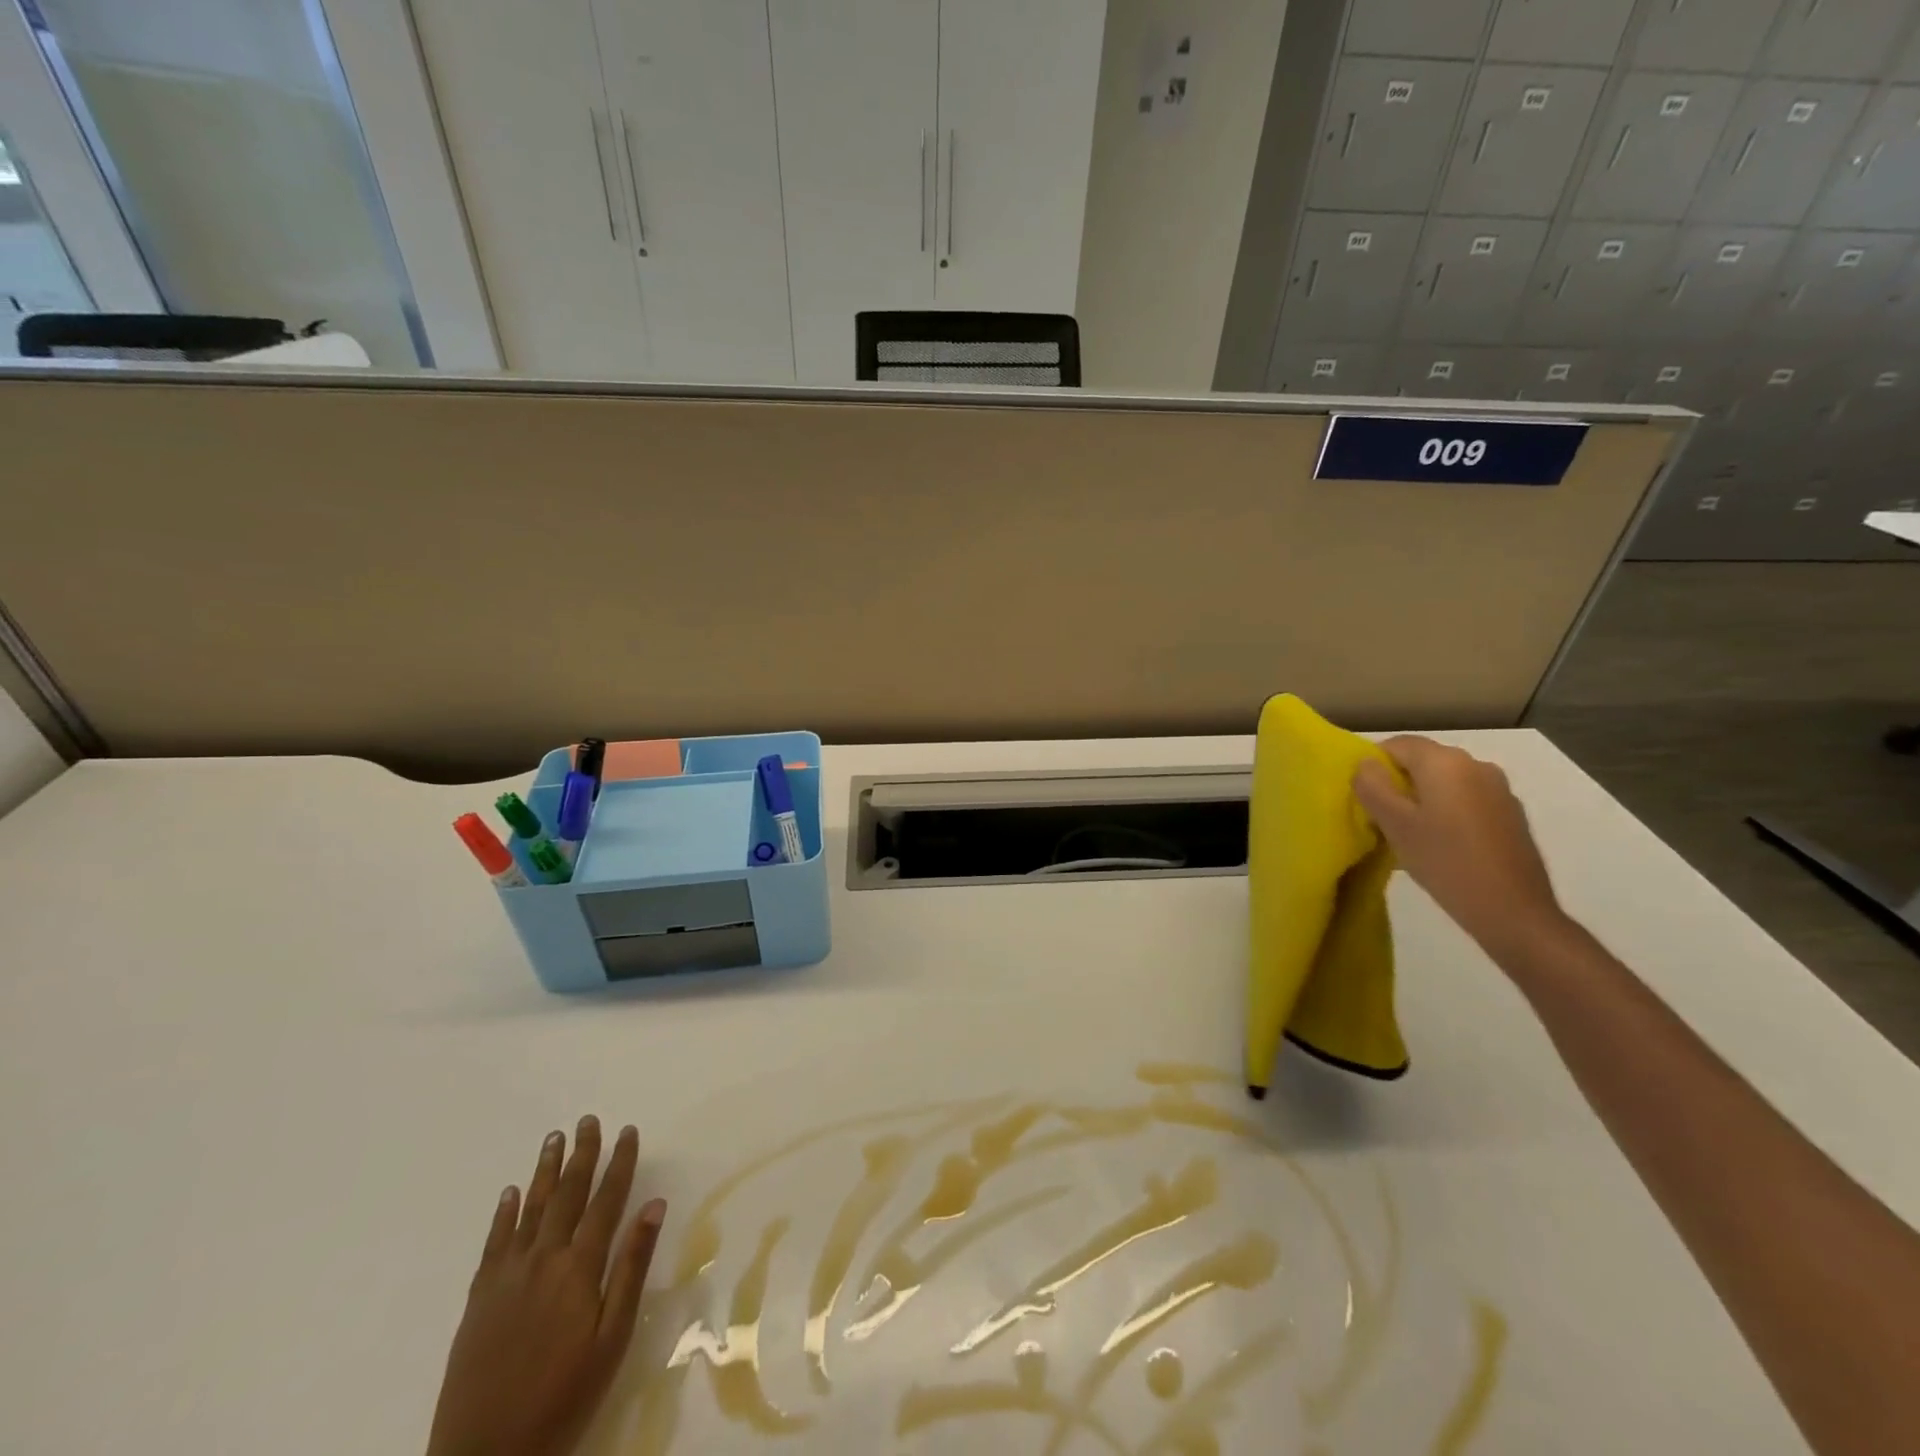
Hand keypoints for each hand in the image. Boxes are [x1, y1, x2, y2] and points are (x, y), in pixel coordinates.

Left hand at [427, 1117, 666, 1455]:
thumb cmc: (564, 1397)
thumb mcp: (612, 1338)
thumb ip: (631, 1268)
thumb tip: (653, 1205)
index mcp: (579, 1267)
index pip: (606, 1200)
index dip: (619, 1163)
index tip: (628, 1130)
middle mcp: (543, 1259)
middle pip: (566, 1194)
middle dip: (581, 1154)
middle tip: (587, 1120)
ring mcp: (507, 1277)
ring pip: (529, 1209)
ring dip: (543, 1171)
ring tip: (553, 1138)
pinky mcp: (479, 1299)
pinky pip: (494, 1243)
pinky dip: (503, 1214)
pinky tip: (510, 1193)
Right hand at [1352, 735, 1567, 961]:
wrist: (1513, 911)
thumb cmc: (1445, 861)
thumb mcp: (1394, 824)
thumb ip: (1372, 786)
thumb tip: (1366, 764)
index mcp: (1445, 762)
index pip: (1396, 744)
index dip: (1373, 766)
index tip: (1364, 798)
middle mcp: (1476, 765)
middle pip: (1422, 761)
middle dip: (1398, 782)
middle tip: (1381, 817)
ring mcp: (1498, 789)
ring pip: (1444, 782)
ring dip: (1422, 798)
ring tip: (1410, 834)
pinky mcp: (1510, 814)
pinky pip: (1466, 800)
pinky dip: (1446, 812)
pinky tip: (1441, 844)